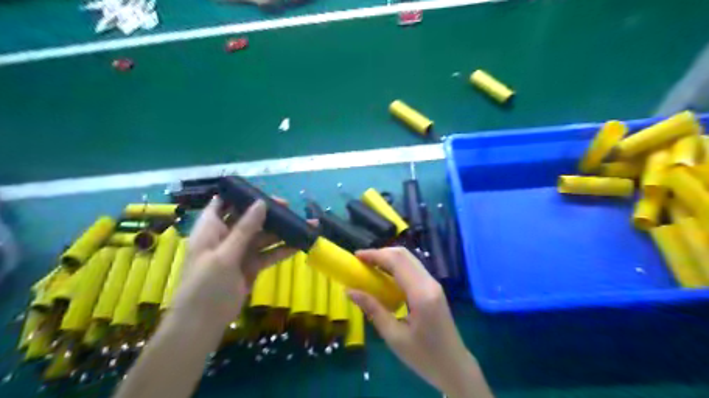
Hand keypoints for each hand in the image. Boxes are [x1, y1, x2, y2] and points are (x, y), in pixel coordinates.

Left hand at [175, 195, 296, 328]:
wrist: (202, 324)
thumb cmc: (205, 285)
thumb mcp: (224, 255)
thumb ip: (244, 229)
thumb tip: (261, 203)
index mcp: (211, 229)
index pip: (224, 203)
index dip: (241, 195)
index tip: (263, 191)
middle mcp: (226, 237)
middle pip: (249, 219)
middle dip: (269, 213)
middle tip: (290, 207)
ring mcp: (240, 252)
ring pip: (263, 236)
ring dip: (281, 231)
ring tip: (304, 224)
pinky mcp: (251, 266)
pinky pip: (268, 254)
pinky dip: (282, 250)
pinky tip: (299, 245)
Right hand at [348, 248, 494, 395]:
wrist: (454, 367)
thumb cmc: (423, 357)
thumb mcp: (394, 336)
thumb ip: (373, 310)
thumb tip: (349, 291)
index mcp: (421, 294)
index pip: (397, 262)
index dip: (375, 255)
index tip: (356, 256)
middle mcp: (429, 282)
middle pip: (404, 255)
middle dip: (381, 253)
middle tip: (361, 262)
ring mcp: (434, 283)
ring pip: (409, 259)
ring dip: (388, 258)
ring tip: (369, 267)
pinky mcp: (433, 288)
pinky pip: (413, 268)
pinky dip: (396, 266)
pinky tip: (385, 276)